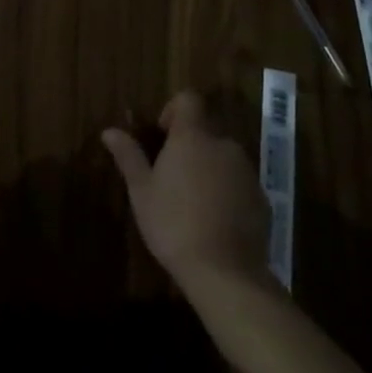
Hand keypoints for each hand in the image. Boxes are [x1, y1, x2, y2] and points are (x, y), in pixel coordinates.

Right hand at [101, 91, 270, 289]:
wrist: (225, 273)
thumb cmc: (173, 224)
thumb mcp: (141, 191)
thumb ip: (128, 156)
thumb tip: (109, 131)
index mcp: (193, 137)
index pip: (188, 99)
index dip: (173, 110)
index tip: (161, 137)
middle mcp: (223, 145)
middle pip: (205, 130)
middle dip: (189, 145)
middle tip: (171, 177)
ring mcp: (246, 172)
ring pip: (223, 157)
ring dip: (208, 168)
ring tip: (192, 202)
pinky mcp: (262, 198)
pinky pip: (239, 183)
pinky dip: (227, 191)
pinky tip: (214, 221)